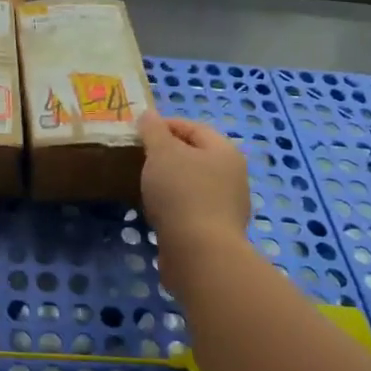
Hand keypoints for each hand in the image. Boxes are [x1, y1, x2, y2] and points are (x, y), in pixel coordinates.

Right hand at [137, 113, 251, 252]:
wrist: (200, 254)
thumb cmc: (182, 193)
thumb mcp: (162, 152)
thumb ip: (153, 130)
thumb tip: (149, 116)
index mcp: (224, 151)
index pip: (193, 126)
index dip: (164, 125)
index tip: (138, 133)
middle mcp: (232, 176)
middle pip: (195, 155)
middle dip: (166, 154)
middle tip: (138, 157)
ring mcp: (227, 206)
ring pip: (193, 183)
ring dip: (169, 181)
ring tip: (143, 184)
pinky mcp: (216, 232)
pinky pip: (191, 208)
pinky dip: (173, 205)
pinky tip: (155, 211)